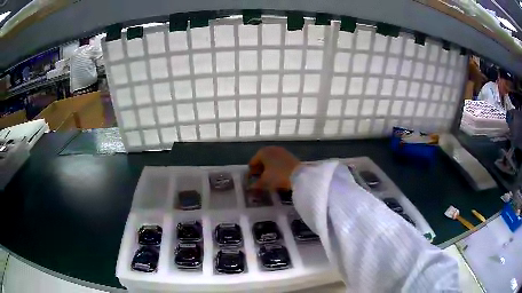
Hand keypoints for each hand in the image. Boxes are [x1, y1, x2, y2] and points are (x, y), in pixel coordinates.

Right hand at [247, 146, 300, 190]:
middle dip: (260, 169)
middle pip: (262, 160)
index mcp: (262, 152)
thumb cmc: (277, 176)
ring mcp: (282, 151)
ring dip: (268, 168)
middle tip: (258, 179)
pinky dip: (276, 167)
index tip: (250, 179)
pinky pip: (279, 162)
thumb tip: (251, 187)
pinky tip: (277, 175)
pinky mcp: (290, 156)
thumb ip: (256, 184)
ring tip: (268, 178)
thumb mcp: (265, 181)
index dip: (251, 171)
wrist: (299, 175)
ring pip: (271, 160)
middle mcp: (271, 149)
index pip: (253, 162)